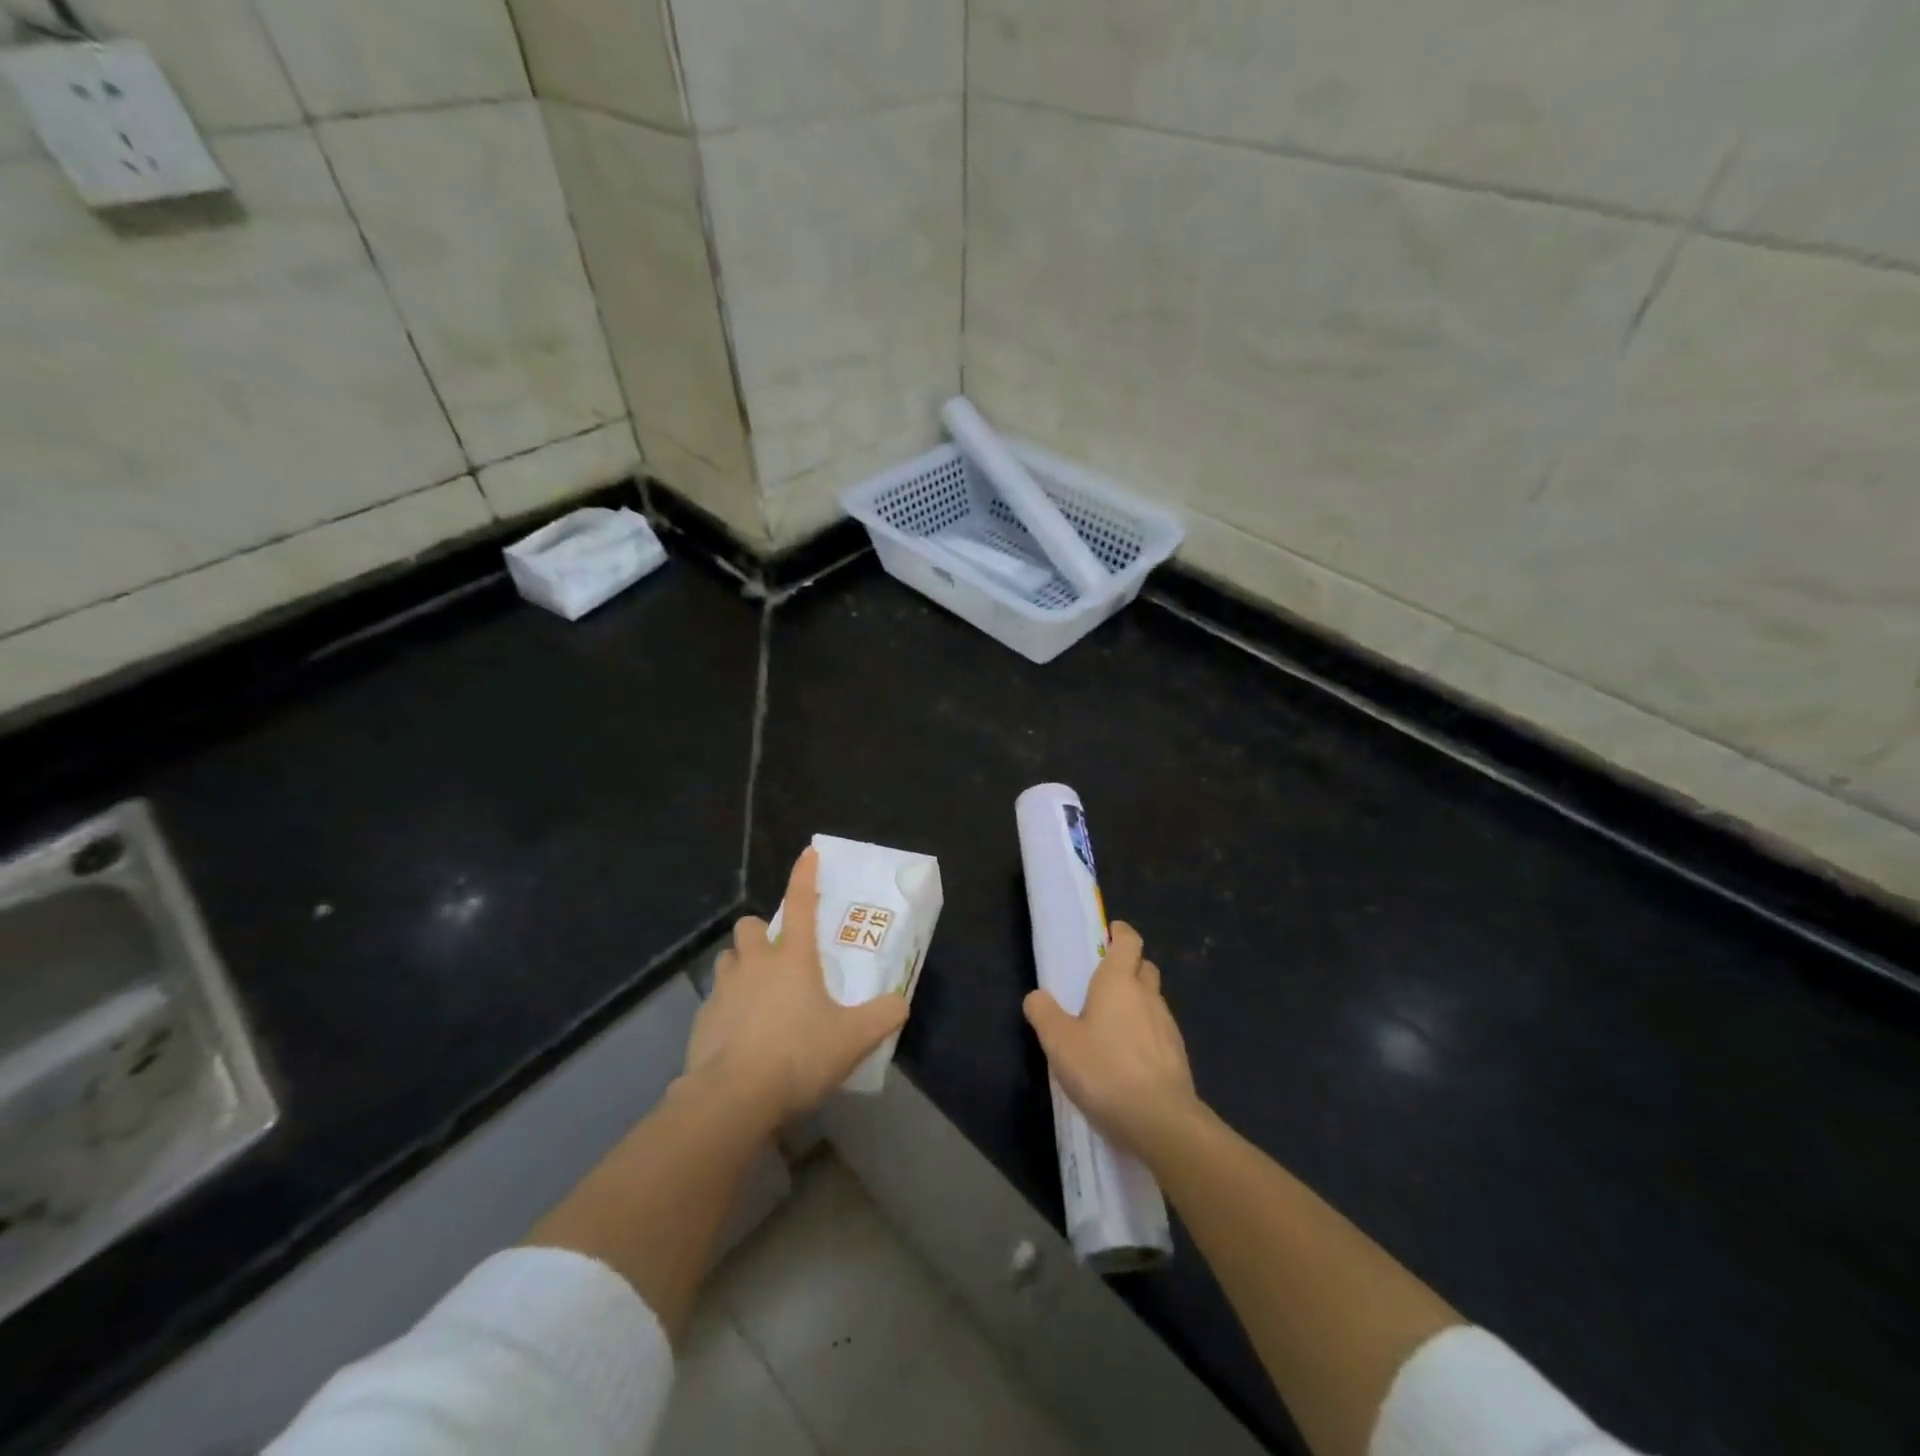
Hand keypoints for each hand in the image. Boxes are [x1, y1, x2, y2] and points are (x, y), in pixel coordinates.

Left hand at [683, 847, 909, 1129]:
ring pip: (729, 959)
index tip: (809, 853)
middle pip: (749, 926)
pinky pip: (716, 999)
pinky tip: (741, 1035)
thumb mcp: (853, 1039)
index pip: (800, 902)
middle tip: (779, 956)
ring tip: (759, 993)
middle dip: (761, 932)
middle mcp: (755, 963)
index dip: (805, 875)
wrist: (732, 1097)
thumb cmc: (797, 1055)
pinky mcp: (702, 1019)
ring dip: (742, 966)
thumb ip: (883, 1016)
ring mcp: (724, 989)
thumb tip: (901, 1003)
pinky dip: (728, 1007)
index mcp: (792, 957)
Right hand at [1023, 922, 1201, 1158]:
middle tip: (1104, 982)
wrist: (1160, 1120)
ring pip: (1153, 1000)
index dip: (1120, 933)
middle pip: (1144, 967)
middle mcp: (1148, 995)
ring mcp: (1168, 1025)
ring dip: (1137, 1003)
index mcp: (1119, 981)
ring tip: (1113, 1025)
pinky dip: (1146, 1033)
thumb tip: (1036, 996)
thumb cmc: (1104, 1070)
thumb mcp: (1059, 1042)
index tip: (1109, 933)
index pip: (1128, 941)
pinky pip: (1160, 1030)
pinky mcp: (1178, 1055)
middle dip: (1129, 967)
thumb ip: (1043, 1014)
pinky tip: (1130, 1057)